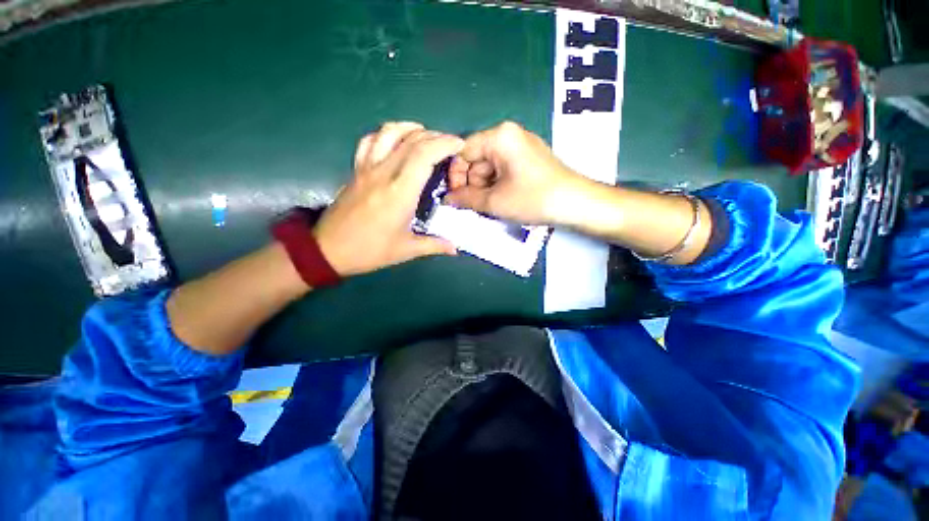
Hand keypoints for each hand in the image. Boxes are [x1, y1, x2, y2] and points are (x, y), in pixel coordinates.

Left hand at [314, 122, 461, 275]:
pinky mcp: (356, 170)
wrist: (328, 250)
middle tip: (450, 145)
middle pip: (411, 140)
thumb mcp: (406, 250)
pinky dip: (385, 134)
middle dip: (436, 136)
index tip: (460, 146)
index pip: (424, 154)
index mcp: (400, 192)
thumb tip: (456, 249)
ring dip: (411, 129)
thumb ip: (434, 245)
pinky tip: (395, 141)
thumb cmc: (370, 250)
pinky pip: (369, 141)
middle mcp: (384, 173)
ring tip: (426, 136)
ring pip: (388, 132)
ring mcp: (367, 168)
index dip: (445, 144)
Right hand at [445, 121, 584, 224]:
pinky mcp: (528, 157)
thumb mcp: (494, 201)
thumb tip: (446, 199)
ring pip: (489, 166)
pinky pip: (502, 168)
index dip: (455, 174)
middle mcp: (509, 134)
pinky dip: (497, 184)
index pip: (463, 150)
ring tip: (493, 204)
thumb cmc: (533, 199)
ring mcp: (520, 145)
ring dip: (485, 187)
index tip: (455, 195)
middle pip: (476, 158)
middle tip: (477, 204)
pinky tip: (503, 199)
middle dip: (473, 183)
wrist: (575, 203)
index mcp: (499, 136)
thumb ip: (465, 199)